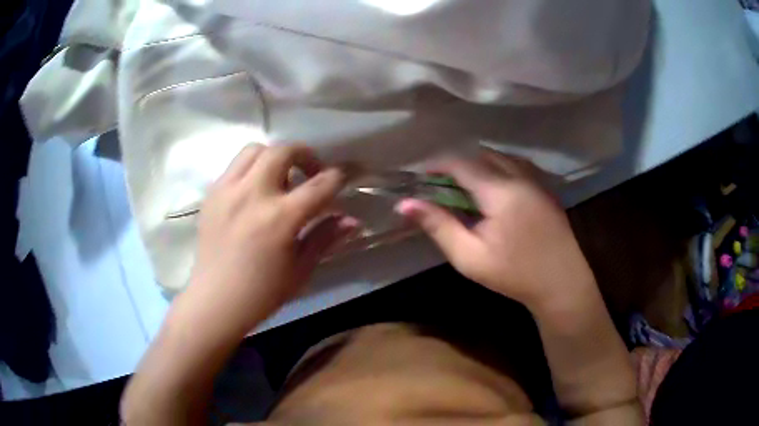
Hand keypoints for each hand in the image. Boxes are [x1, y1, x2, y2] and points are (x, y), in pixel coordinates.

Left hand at [180, 144, 356, 336]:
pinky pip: (234, 167)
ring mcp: (228, 190)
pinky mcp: (211, 194)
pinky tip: (253, 192)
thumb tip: (352, 220)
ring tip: (279, 178)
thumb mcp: (301, 269)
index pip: (320, 184)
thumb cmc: (262, 292)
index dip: (340, 175)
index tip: (347, 174)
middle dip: (305, 154)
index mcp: (281, 217)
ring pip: (255, 149)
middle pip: (284, 151)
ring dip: (274, 156)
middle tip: (310, 172)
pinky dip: (250, 169)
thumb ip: (325, 237)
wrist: (216, 300)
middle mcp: (253, 194)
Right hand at [395, 149, 594, 311]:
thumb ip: (439, 226)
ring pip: (501, 158)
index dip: (437, 165)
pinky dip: (499, 168)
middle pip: (482, 155)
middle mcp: (521, 176)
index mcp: (500, 191)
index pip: (461, 163)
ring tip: (465, 187)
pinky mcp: (546, 188)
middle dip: (458, 165)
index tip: (420, 176)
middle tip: (441, 186)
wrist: (561, 283)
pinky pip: (517, 165)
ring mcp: (537, 180)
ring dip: (479, 165)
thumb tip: (405, 204)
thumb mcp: (470, 257)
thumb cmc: (514, 275)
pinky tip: (494, 190)